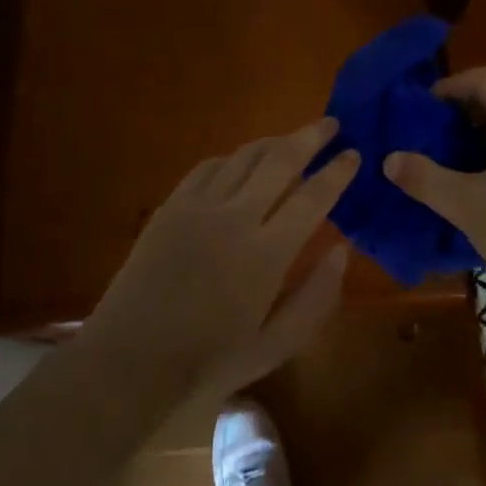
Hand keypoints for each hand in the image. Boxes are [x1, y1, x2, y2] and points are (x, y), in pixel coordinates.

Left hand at [85, 119, 359, 410]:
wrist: (131, 361)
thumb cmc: (209, 361)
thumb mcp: (276, 345)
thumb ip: (316, 296)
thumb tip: (342, 249)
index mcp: (267, 254)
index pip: (313, 198)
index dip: (337, 172)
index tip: (354, 154)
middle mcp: (235, 217)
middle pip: (280, 161)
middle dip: (310, 137)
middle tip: (331, 124)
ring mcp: (198, 207)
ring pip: (243, 157)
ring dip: (273, 143)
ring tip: (291, 140)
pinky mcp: (171, 206)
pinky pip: (208, 167)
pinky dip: (232, 158)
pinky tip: (240, 162)